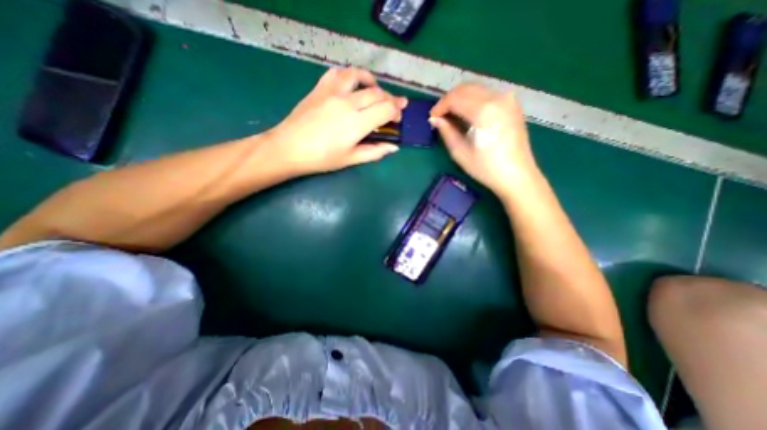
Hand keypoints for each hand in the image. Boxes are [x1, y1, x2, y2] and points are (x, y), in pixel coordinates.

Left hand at [264, 68, 406, 174]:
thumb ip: (375, 152)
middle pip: (377, 93)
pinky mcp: (320, 88)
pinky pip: (338, 73)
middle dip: (391, 99)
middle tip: (395, 107)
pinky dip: (350, 76)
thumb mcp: (351, 159)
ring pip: (359, 77)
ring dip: (373, 82)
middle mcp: (348, 103)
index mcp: (357, 123)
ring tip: (376, 90)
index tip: (397, 119)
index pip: (386, 109)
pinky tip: (352, 84)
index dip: (396, 112)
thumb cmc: (321, 158)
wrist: (289, 148)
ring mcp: (333, 92)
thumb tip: (394, 147)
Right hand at [431, 83, 538, 196]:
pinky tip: (468, 114)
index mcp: (484, 111)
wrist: (517, 175)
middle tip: (439, 116)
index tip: (432, 118)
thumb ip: (446, 132)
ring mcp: (508, 99)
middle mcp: (498, 98)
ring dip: (460, 99)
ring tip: (451, 116)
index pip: (455, 98)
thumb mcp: (460, 153)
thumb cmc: (486, 168)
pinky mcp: (513, 104)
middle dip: (449, 100)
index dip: (440, 106)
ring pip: (476, 89)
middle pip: (465, 88)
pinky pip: (487, 94)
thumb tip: (434, 119)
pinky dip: (473, 100)